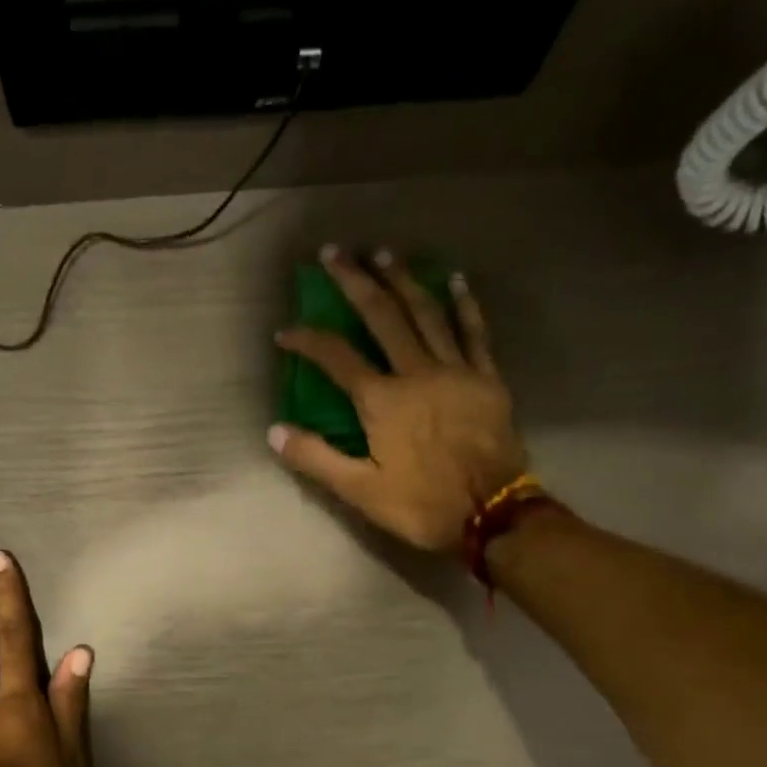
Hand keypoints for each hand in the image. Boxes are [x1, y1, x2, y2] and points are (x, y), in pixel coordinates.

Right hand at [270, 246, 529, 551]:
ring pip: (427, 312)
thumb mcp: (361, 492)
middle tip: (335, 252)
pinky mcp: (487, 378)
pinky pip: (474, 331)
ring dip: (403, 279)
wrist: (492, 513)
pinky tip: (455, 280)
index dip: (307, 340)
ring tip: (384, 254)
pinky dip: (464, 303)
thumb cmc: (422, 505)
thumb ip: (317, 459)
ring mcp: (456, 370)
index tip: (285, 331)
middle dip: (355, 281)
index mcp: (383, 401)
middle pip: (383, 315)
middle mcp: (417, 372)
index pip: (336, 358)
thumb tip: (274, 432)